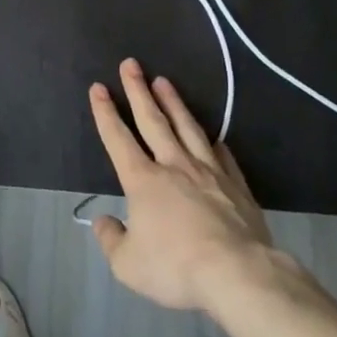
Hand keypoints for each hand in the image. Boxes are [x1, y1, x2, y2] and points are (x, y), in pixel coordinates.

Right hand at [88, 59, 290, 312]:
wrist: (238, 273)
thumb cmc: (176, 267)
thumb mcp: (128, 265)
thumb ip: (111, 240)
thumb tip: (103, 222)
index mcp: (143, 181)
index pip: (118, 138)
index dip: (105, 112)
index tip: (99, 87)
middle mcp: (174, 166)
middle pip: (152, 120)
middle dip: (138, 90)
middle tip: (131, 64)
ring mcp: (208, 172)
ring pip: (187, 128)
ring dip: (174, 103)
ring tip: (164, 81)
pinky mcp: (235, 185)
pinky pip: (222, 156)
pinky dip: (214, 143)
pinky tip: (214, 136)